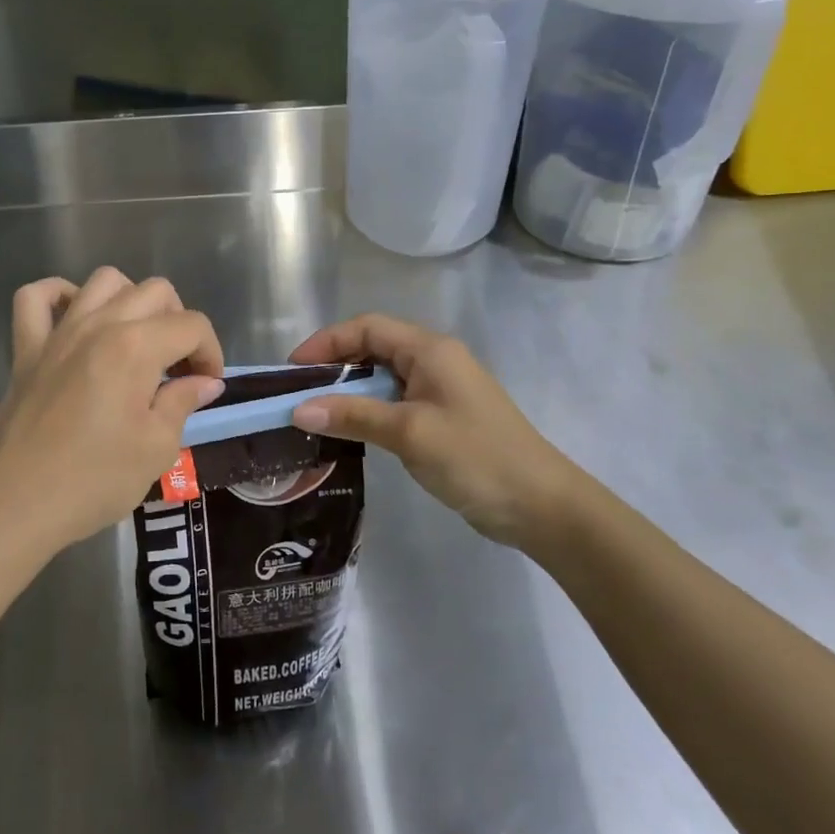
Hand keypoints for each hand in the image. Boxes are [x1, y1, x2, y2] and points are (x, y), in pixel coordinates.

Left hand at [0, 268, 225, 561]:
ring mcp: (58, 332)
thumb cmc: (95, 480)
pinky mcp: (27, 348)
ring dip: (130, 300)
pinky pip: (35, 297)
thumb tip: (204, 381)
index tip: (207, 385)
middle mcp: (99, 324)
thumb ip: (183, 402)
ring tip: (136, 339)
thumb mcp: (156, 447)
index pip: (191, 325)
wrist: (17, 504)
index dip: (210, 351)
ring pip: (103, 281)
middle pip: (155, 291)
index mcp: (136, 346)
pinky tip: (75, 318)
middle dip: (179, 322)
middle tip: (178, 366)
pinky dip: (58, 295)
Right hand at [286, 314, 597, 557]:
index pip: (366, 328)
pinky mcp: (442, 417)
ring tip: (314, 414)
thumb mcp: (409, 433)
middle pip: (372, 348)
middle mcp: (434, 360)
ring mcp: (439, 390)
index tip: (293, 370)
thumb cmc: (476, 457)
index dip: (326, 342)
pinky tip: (349, 432)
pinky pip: (394, 402)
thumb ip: (354, 416)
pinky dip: (367, 411)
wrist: (541, 505)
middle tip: (298, 394)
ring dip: (349, 391)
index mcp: (430, 350)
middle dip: (333, 366)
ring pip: (382, 377)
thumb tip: (299, 408)